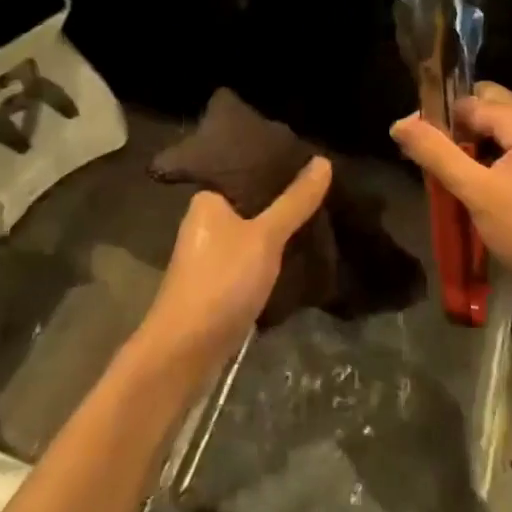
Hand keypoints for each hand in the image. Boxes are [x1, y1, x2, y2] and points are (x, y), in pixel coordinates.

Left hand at [138, 157, 331, 369]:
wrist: (185, 352)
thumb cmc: (221, 282)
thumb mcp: (265, 237)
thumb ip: (294, 201)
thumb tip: (323, 160)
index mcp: (208, 199)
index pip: (249, 169)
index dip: (280, 164)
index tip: (315, 159)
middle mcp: (206, 221)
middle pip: (254, 201)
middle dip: (286, 199)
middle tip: (326, 188)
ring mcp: (212, 254)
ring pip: (256, 231)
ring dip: (282, 228)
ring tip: (322, 216)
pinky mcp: (220, 282)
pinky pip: (254, 256)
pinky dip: (275, 254)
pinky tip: (302, 251)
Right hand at [392, 84, 511, 314]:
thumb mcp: (476, 193)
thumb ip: (436, 154)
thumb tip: (399, 123)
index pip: (471, 100)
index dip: (440, 119)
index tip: (418, 147)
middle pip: (491, 107)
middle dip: (460, 129)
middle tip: (438, 162)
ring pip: (506, 129)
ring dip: (479, 145)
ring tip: (457, 178)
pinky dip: (499, 158)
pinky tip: (486, 188)